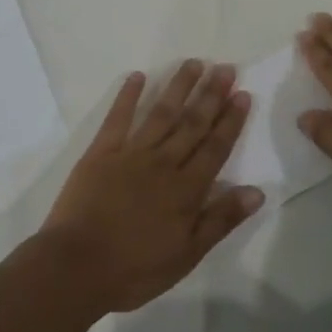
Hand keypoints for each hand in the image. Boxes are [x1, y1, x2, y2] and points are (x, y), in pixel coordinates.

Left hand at [40, 61, 261, 312]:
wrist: (76, 267)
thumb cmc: (134, 269)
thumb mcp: (186, 255)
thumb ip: (220, 220)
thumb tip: (256, 191)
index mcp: (186, 189)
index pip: (215, 147)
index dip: (230, 120)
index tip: (242, 94)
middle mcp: (163, 163)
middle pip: (192, 123)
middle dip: (210, 94)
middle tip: (225, 67)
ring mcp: (131, 153)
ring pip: (161, 113)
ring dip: (178, 87)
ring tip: (194, 63)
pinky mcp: (101, 152)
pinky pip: (118, 118)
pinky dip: (128, 95)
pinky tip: (138, 76)